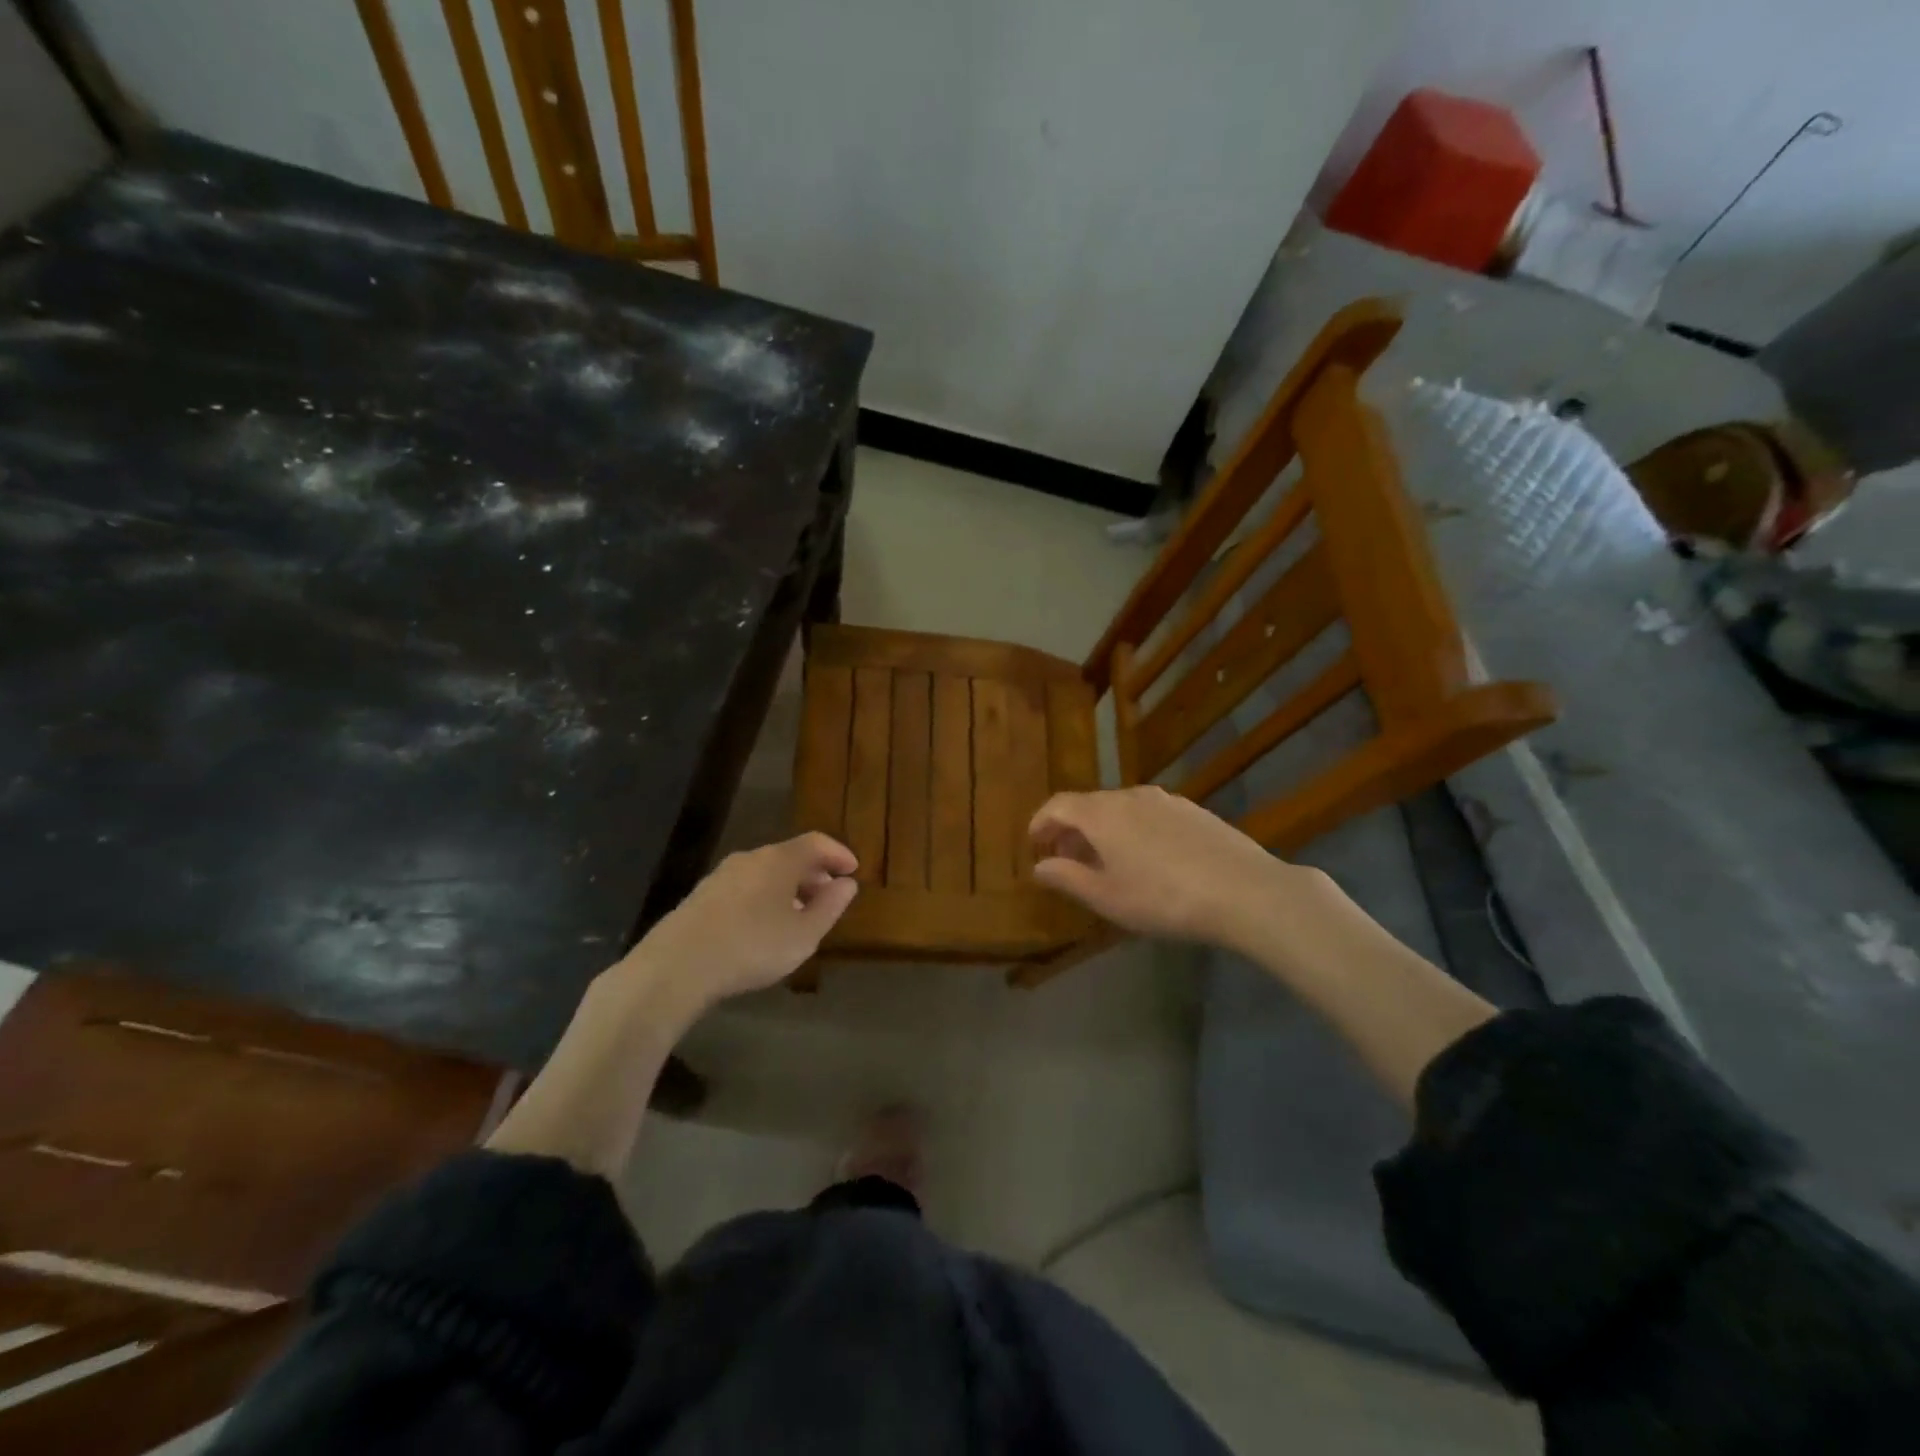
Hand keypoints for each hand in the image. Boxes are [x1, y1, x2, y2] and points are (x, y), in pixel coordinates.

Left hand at [617, 833, 858, 1018]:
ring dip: (788, 888)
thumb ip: (829, 907)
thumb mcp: (803, 935)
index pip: (816, 843)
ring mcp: (722, 875)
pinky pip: (745, 887)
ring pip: (765, 873)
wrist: (676, 965)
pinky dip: (764, 898)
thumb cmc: (751, 946)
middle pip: (790, 856)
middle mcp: (751, 858)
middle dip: (814, 874)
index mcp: (779, 860)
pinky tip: (764, 926)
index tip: (853, 870)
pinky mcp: (702, 896)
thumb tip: (846, 884)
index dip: (838, 853)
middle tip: (830, 896)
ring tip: (799, 916)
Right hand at [1028, 786, 1319, 952]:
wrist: (1244, 890)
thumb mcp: (1107, 897)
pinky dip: (1132, 829)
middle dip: (1070, 829)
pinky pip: (1147, 814)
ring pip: (1120, 808)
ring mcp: (1165, 800)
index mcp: (1101, 814)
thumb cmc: (1163, 898)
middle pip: (1088, 804)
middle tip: (1065, 859)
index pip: (1057, 805)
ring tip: (1105, 862)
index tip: (1034, 846)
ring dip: (1102, 829)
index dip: (1040, 823)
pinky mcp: (1193, 810)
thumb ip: (1067, 878)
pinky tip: (1146, 859)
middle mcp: (1129, 796)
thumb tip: (1039, 866)